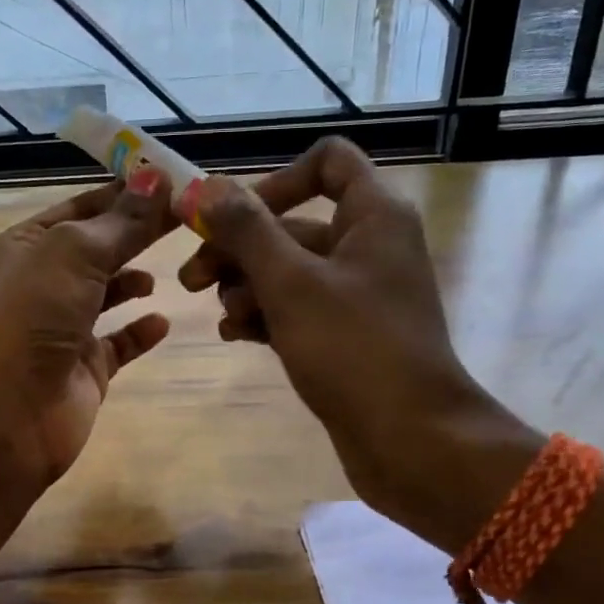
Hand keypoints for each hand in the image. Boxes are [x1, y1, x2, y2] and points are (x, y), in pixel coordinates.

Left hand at [0, 173, 176, 489]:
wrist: (8, 415)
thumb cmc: (32, 318)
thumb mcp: (75, 253)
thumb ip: (121, 221)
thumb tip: (158, 176)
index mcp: (26, 246)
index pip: (81, 207)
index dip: (124, 192)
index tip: (172, 180)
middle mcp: (42, 284)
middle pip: (98, 248)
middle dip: (138, 233)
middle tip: (189, 218)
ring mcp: (63, 328)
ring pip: (106, 294)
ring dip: (134, 280)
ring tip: (174, 269)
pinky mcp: (84, 369)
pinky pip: (118, 343)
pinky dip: (140, 331)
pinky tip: (163, 321)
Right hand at [180, 138, 527, 535]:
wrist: (412, 440)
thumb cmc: (354, 349)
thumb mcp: (291, 283)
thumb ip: (247, 231)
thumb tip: (207, 189)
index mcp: (373, 216)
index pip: (327, 163)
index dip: (276, 181)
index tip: (234, 219)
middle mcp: (369, 246)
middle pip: (292, 224)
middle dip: (239, 249)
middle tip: (191, 280)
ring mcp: (358, 295)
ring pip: (288, 272)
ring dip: (247, 287)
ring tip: (224, 318)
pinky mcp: (346, 336)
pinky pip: (296, 309)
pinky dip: (265, 316)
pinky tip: (234, 336)